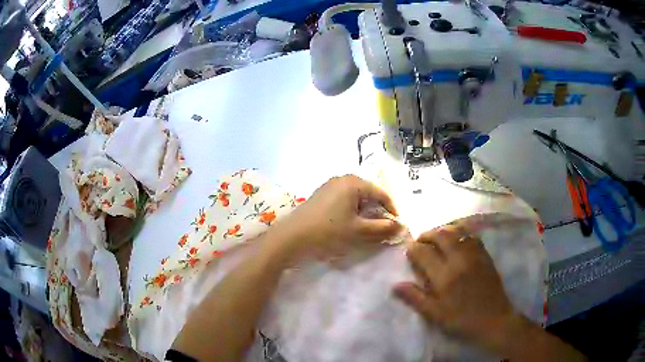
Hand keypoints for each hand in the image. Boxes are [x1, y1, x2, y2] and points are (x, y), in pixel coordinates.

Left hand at [269, 175, 400, 262]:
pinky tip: (349, 224)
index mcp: (353, 182)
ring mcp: (329, 186)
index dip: (391, 209)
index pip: (381, 193)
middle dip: (377, 210)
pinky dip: (351, 211)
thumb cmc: (328, 231)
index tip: (396, 225)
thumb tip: (400, 225)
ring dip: (364, 212)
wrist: (292, 237)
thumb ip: (382, 228)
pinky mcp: (320, 195)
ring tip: (367, 228)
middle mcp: (342, 179)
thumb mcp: (358, 231)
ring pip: (355, 197)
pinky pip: (343, 200)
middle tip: (382, 228)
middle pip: (368, 193)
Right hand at [393, 221, 516, 349]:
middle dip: (427, 234)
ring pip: (457, 231)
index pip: (424, 253)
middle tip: (421, 241)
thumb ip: (416, 298)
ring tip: (437, 238)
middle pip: (441, 235)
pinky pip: (471, 236)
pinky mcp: (485, 255)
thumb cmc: (461, 320)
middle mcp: (459, 259)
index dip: (413, 249)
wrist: (493, 320)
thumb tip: (395, 285)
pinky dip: (461, 233)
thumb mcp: (435, 314)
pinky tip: (457, 241)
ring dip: (444, 231)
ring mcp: (474, 255)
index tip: (409, 251)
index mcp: (445, 276)